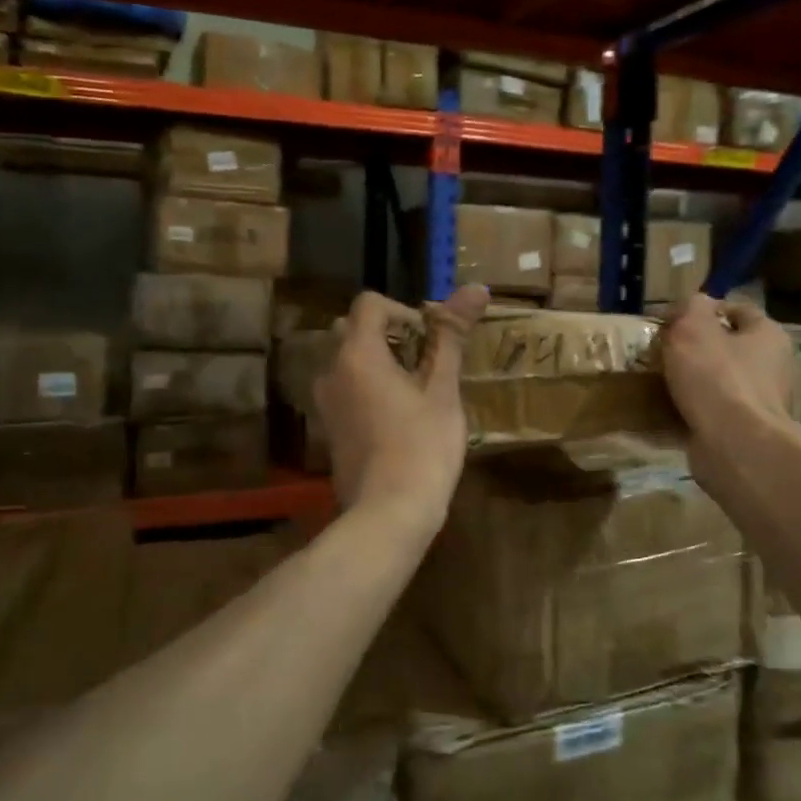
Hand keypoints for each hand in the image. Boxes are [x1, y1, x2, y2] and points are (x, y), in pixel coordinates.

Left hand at [314, 285, 488, 537]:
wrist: (388, 513)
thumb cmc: (422, 446)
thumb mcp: (442, 389)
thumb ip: (452, 335)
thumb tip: (476, 287)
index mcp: (356, 353)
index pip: (370, 304)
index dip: (404, 311)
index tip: (430, 340)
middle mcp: (330, 370)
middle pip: (353, 329)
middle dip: (389, 335)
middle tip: (424, 362)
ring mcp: (325, 402)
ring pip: (346, 360)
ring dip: (377, 361)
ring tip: (413, 389)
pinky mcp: (328, 428)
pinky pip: (344, 389)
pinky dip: (366, 387)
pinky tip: (396, 417)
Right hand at [661, 295, 799, 491]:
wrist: (735, 445)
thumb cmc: (716, 377)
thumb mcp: (693, 327)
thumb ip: (691, 307)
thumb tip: (692, 304)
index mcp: (768, 335)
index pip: (738, 310)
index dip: (706, 309)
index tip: (673, 319)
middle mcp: (774, 366)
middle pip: (731, 347)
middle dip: (698, 348)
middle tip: (664, 350)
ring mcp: (763, 402)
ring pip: (722, 381)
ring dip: (695, 381)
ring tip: (662, 382)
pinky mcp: (749, 431)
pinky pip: (716, 412)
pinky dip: (696, 410)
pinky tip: (671, 410)